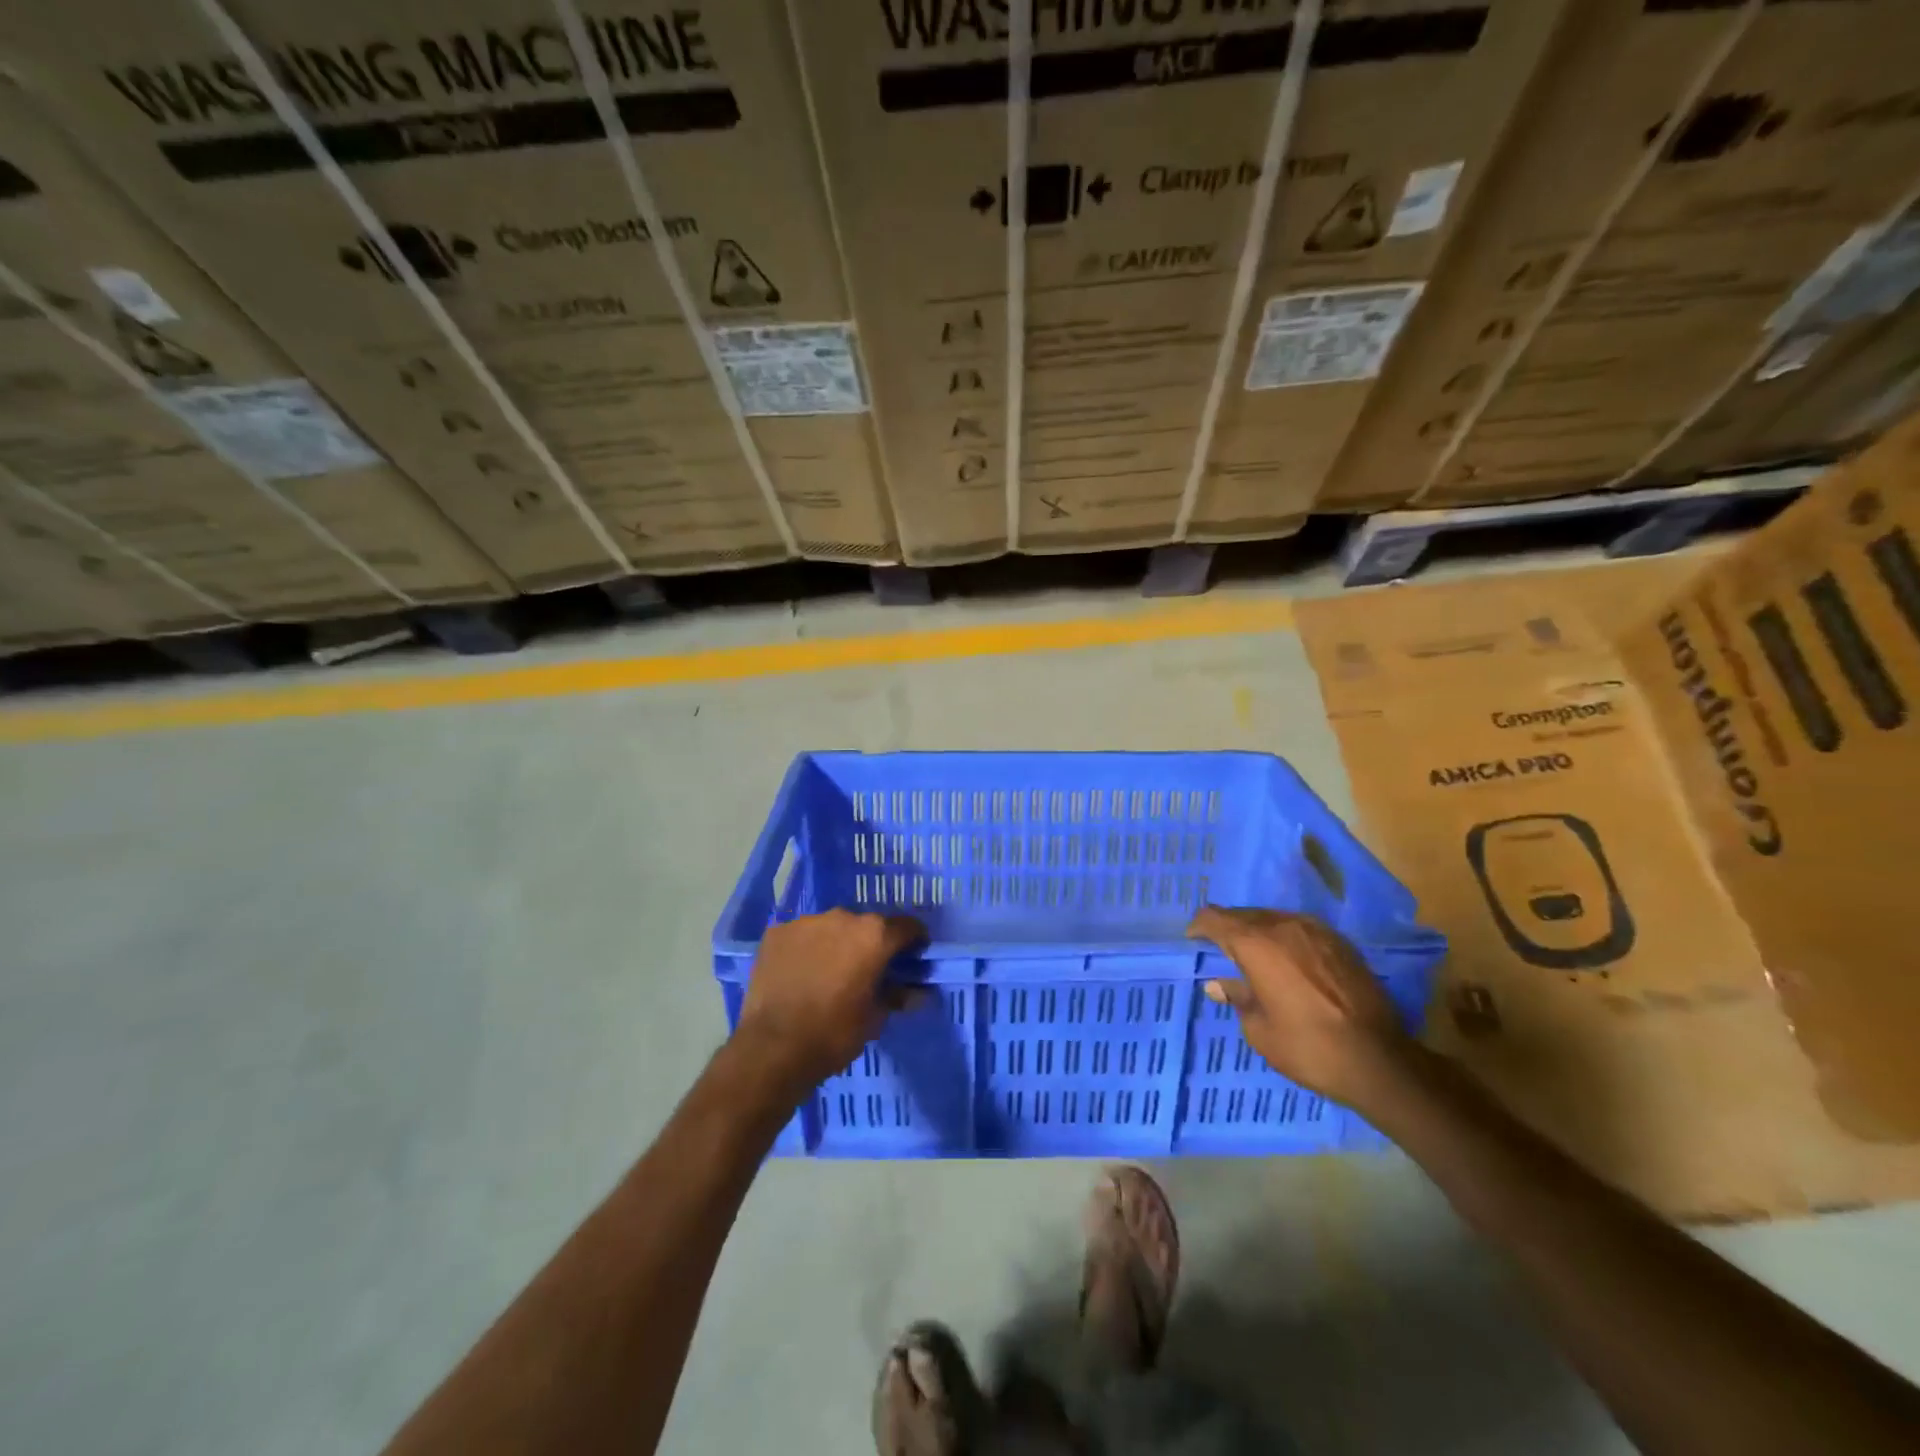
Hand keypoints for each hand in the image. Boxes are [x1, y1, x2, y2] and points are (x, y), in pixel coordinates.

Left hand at [735, 908, 924, 1089]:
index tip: (912, 957)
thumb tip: (918, 992)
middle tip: (865, 971)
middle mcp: (843, 917)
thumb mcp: (875, 1019)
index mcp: (874, 935)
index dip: (913, 941)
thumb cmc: (834, 1034)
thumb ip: (897, 996)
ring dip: (836, 944)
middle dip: (870, 943)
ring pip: (831, 927)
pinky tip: (800, 973)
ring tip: (828, 973)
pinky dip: (806, 949)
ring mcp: (806, 922)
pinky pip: (801, 936)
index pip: (907, 927)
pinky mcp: (777, 933)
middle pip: (866, 925)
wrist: (773, 1048)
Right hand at [1186, 906, 1412, 1110]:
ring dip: (1258, 931)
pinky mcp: (1340, 942)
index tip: (1193, 940)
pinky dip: (1285, 938)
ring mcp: (1316, 930)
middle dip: (1228, 928)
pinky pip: (1300, 928)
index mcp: (1256, 944)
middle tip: (1220, 949)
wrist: (1379, 1060)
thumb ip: (1237, 998)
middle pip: (1244, 914)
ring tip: (1253, 954)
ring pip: (1274, 918)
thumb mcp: (1259, 1029)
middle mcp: (1284, 926)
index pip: (1215, 919)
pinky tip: (1287, 961)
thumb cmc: (1307, 1047)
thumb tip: (1218, 985)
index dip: (1200, 927)